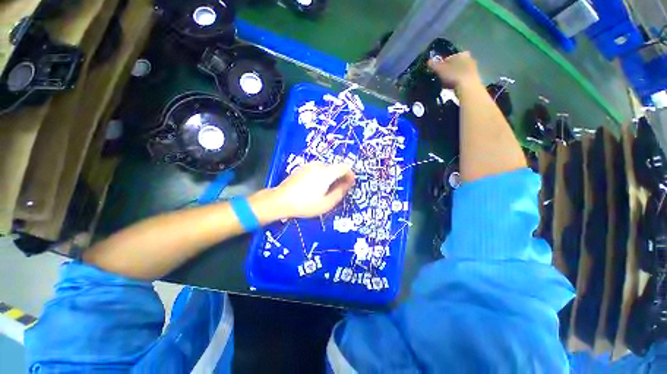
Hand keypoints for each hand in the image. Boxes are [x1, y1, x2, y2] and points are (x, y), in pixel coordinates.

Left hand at [272, 162, 354, 217]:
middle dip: (340, 177)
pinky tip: (316, 187)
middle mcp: (319, 165)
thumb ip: (340, 192)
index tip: (350, 184)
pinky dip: (322, 176)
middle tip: (339, 190)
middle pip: (335, 167)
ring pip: (327, 168)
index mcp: (326, 173)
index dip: (350, 174)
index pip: (344, 167)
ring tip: (327, 190)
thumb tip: (348, 183)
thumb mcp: (326, 203)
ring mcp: (309, 166)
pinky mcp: (303, 168)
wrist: (280, 200)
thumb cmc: (305, 204)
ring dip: (331, 176)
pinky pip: (318, 169)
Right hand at [428, 51, 481, 90]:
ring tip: (447, 84)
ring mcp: (473, 68)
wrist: (467, 87)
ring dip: (454, 75)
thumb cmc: (453, 76)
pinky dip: (458, 81)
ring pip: (459, 71)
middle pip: (455, 64)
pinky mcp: (474, 77)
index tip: (437, 72)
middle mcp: (468, 58)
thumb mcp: (440, 70)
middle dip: (449, 69)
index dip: (442, 65)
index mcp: (460, 54)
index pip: (448, 58)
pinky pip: (463, 78)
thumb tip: (428, 61)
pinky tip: (453, 87)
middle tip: (442, 78)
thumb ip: (434, 65)